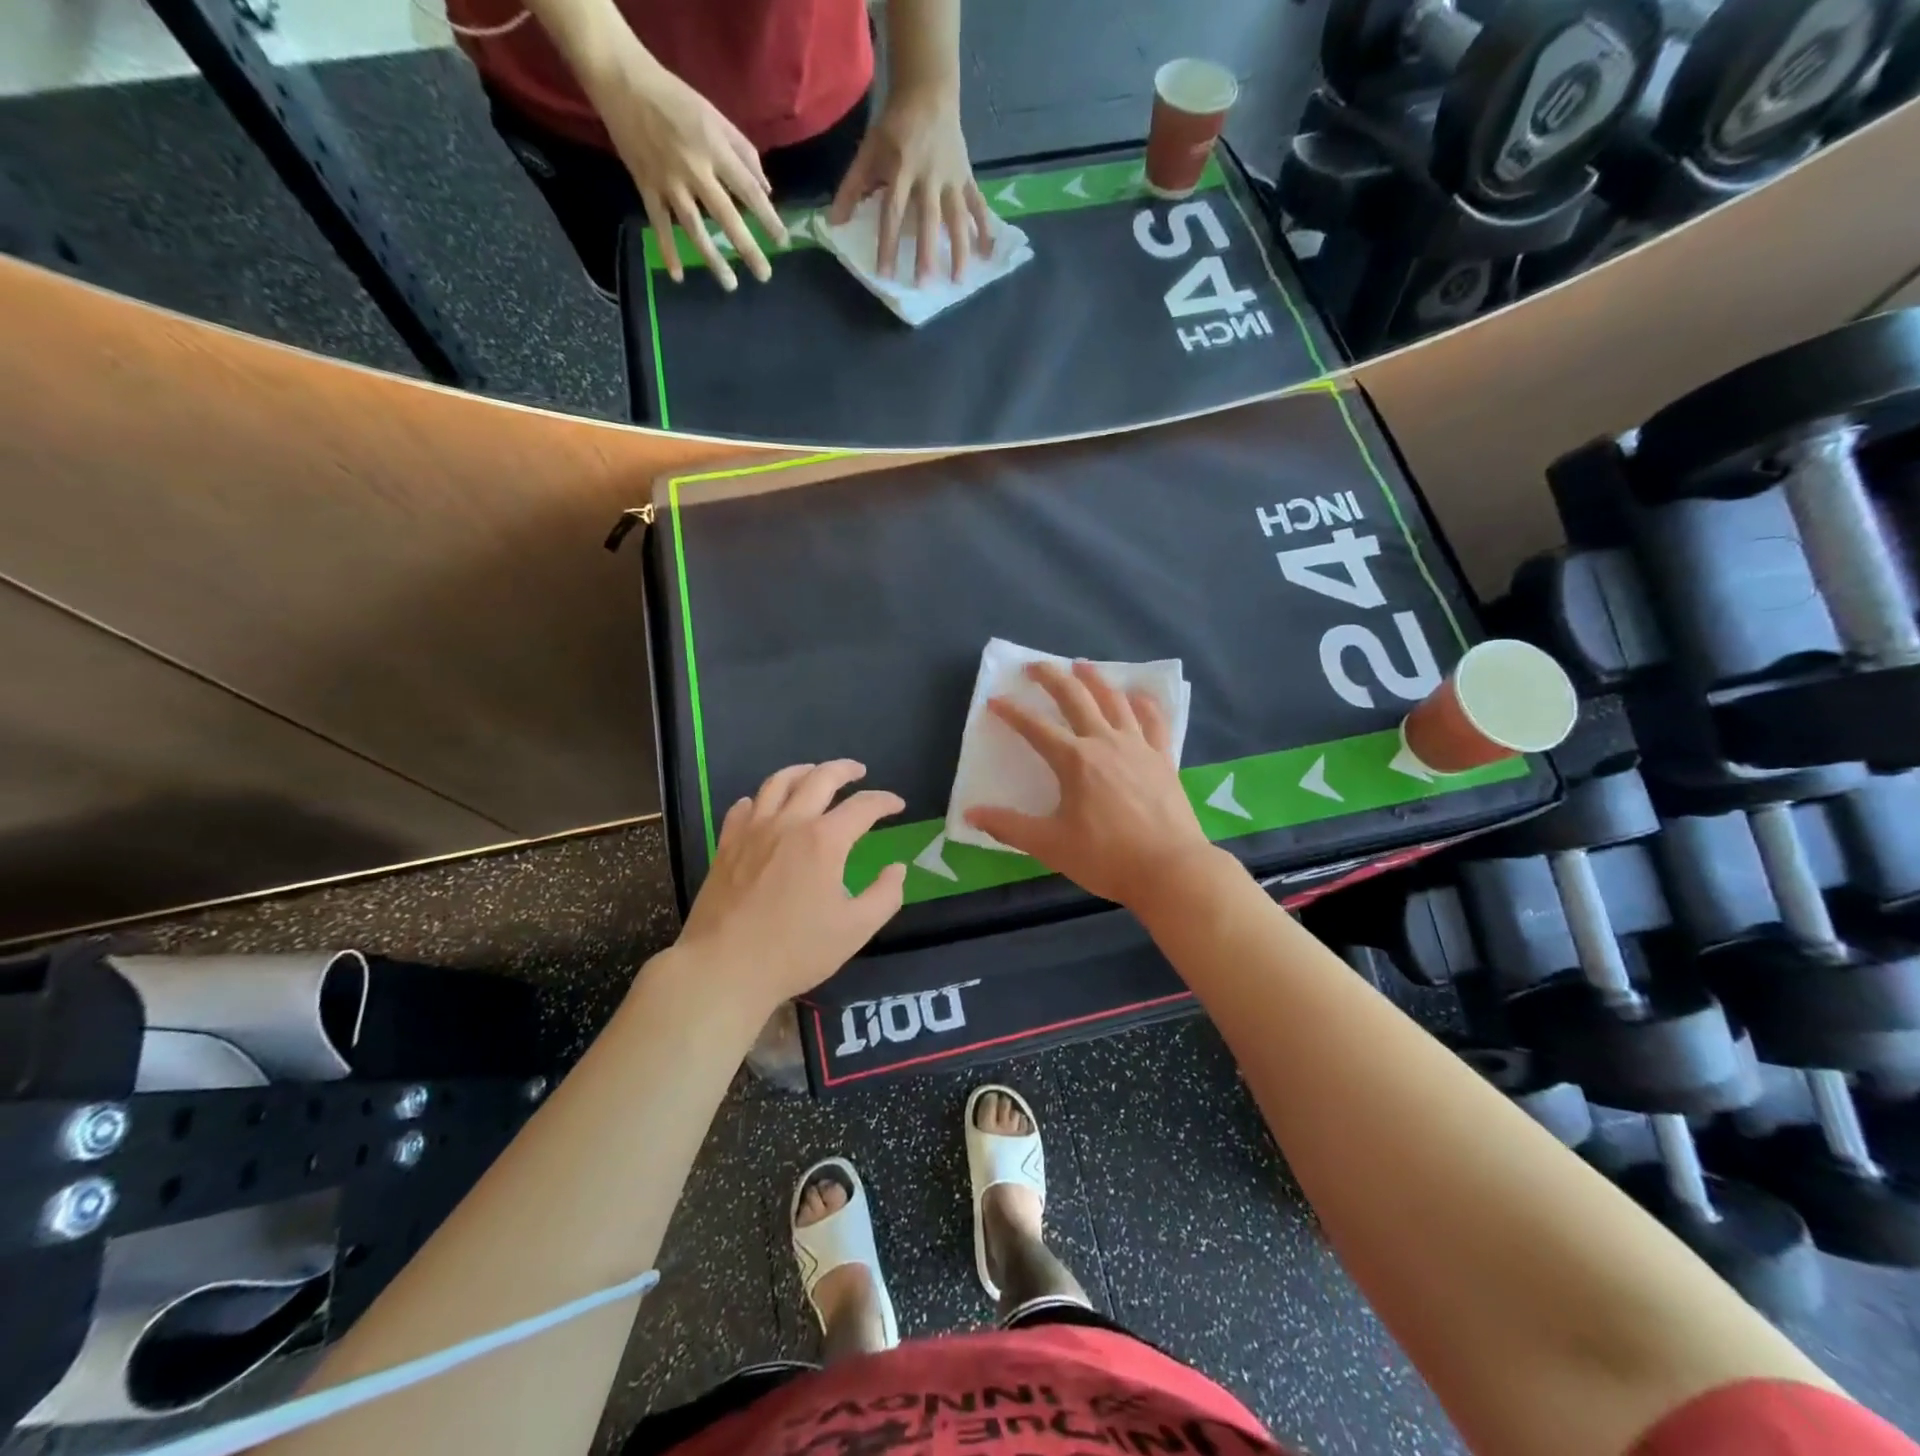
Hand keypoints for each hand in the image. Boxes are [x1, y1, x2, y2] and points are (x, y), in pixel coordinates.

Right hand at [589, 57, 787, 289]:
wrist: (621, 79)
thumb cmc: (674, 97)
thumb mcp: (714, 116)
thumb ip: (743, 152)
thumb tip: (766, 190)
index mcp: (714, 148)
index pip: (749, 190)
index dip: (768, 218)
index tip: (783, 242)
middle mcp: (694, 168)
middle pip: (726, 216)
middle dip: (747, 248)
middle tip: (765, 275)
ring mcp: (668, 180)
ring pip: (694, 227)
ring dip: (712, 258)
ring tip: (730, 285)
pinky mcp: (646, 185)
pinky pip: (659, 224)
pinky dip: (667, 250)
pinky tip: (678, 276)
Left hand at [677, 761, 906, 1005]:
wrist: (724, 968)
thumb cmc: (795, 951)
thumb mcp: (856, 929)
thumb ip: (885, 895)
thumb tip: (897, 868)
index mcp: (824, 840)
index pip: (863, 806)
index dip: (885, 801)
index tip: (898, 805)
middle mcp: (789, 823)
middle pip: (819, 778)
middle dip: (845, 769)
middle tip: (859, 771)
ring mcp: (753, 830)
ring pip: (778, 782)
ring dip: (803, 771)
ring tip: (815, 773)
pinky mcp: (727, 844)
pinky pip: (744, 806)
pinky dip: (760, 798)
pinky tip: (765, 805)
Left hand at [829, 84, 993, 282]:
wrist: (928, 91)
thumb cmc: (894, 127)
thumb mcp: (869, 151)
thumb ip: (852, 188)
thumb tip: (834, 224)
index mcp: (902, 168)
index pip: (892, 211)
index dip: (888, 244)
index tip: (885, 274)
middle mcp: (929, 175)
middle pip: (928, 218)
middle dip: (926, 252)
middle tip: (924, 284)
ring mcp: (952, 177)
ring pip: (957, 217)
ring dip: (960, 249)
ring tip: (959, 280)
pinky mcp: (967, 177)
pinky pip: (977, 205)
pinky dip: (985, 229)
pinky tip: (987, 255)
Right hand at [964, 661, 1212, 907]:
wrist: (1170, 870)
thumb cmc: (1106, 858)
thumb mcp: (1050, 845)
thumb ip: (1008, 826)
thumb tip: (970, 814)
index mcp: (1075, 761)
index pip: (1035, 727)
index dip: (1012, 712)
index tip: (995, 700)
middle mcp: (1105, 742)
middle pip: (1076, 698)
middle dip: (1052, 678)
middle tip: (1034, 666)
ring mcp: (1138, 747)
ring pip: (1115, 701)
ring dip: (1095, 680)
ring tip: (1082, 666)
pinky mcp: (1162, 758)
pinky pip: (1153, 720)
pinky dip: (1143, 703)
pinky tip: (1137, 696)